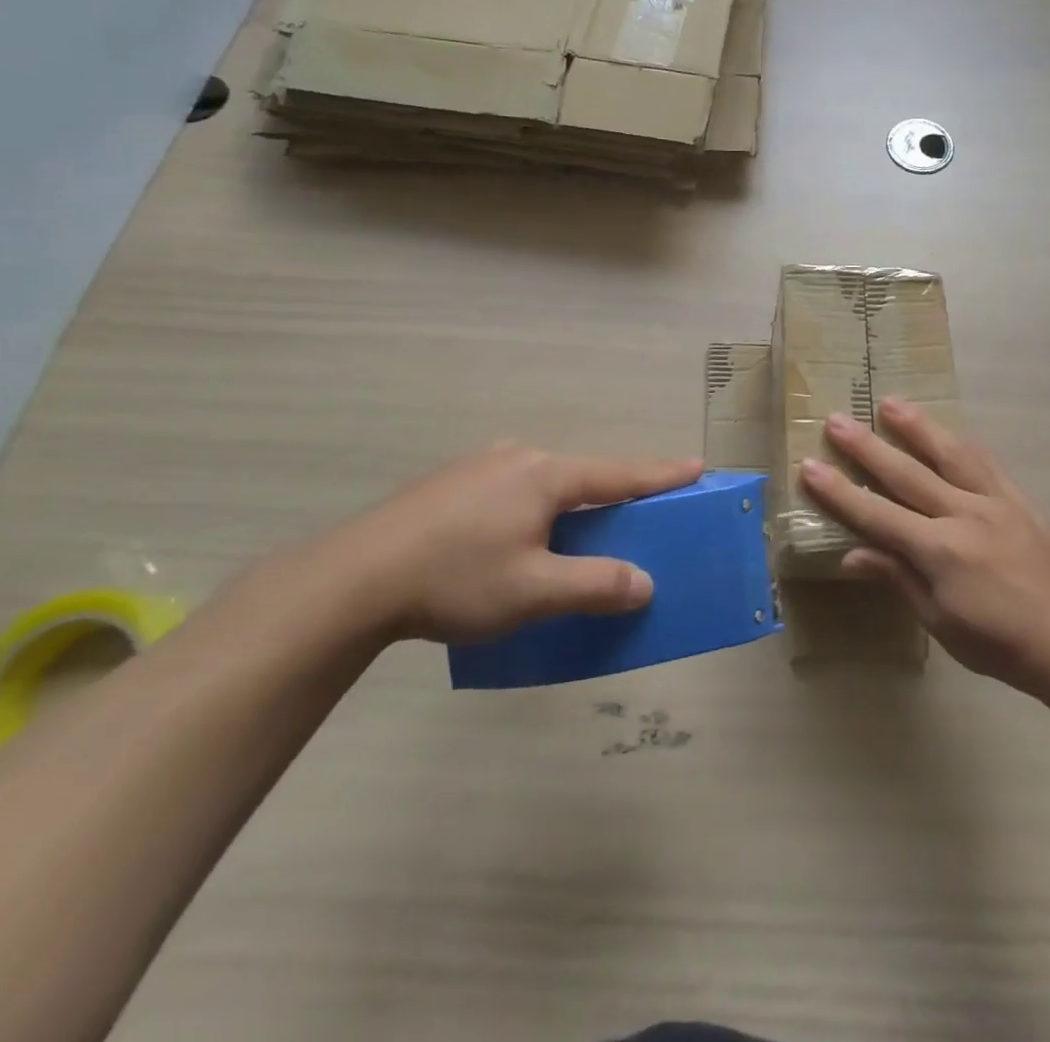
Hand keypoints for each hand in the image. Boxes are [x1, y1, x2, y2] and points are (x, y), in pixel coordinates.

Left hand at [320, 443, 701, 644]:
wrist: (351, 579)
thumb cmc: (455, 580)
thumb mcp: (534, 591)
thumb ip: (595, 585)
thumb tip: (643, 583)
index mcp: (544, 475)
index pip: (618, 474)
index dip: (661, 474)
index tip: (698, 465)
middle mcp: (516, 458)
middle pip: (581, 476)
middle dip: (610, 496)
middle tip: (633, 516)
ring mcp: (478, 466)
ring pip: (542, 485)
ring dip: (567, 507)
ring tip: (570, 537)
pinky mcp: (448, 484)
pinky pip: (510, 492)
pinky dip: (531, 511)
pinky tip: (512, 542)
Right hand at [799, 398, 1049, 694]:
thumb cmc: (999, 644)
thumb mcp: (940, 621)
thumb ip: (898, 578)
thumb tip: (852, 555)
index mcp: (939, 551)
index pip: (877, 514)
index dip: (840, 492)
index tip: (810, 466)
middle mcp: (963, 514)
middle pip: (906, 474)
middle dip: (866, 447)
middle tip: (836, 420)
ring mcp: (994, 501)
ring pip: (948, 453)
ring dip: (916, 426)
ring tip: (889, 402)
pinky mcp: (1018, 498)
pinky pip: (985, 461)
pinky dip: (960, 442)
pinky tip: (947, 430)